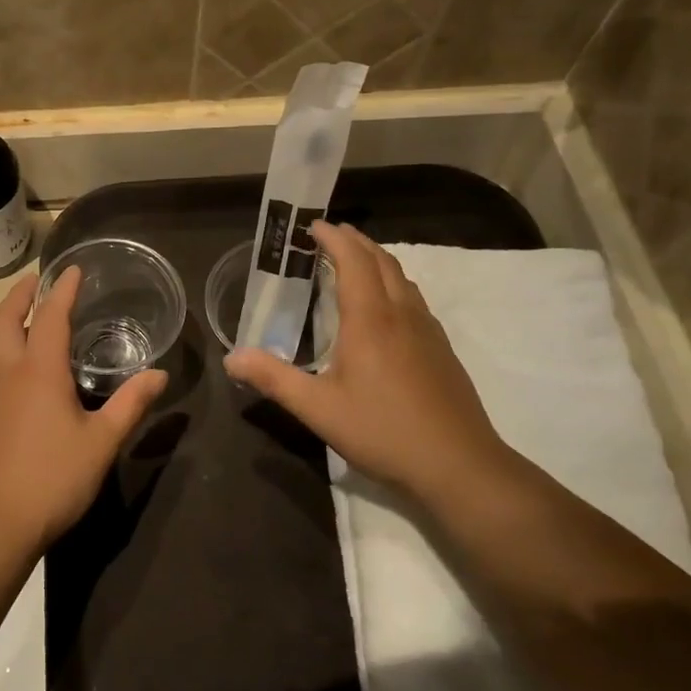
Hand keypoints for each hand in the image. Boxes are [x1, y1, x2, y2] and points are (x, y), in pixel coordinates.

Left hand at [0, 267, 167, 552]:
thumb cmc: (54, 478)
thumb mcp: (102, 442)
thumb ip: (131, 404)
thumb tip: (159, 375)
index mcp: (39, 371)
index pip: (52, 315)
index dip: (63, 289)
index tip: (72, 269)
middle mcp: (6, 373)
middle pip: (5, 319)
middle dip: (20, 294)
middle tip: (35, 281)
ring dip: (9, 324)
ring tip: (30, 325)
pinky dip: (3, 359)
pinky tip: (17, 380)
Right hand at [224, 222, 510, 496]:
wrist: (458, 465)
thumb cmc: (383, 431)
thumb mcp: (318, 408)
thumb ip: (273, 378)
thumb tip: (231, 358)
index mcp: (370, 319)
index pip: (353, 260)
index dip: (334, 238)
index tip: (312, 225)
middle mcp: (401, 314)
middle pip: (381, 261)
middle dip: (355, 241)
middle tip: (330, 235)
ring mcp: (427, 330)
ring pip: (402, 278)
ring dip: (377, 260)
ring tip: (355, 262)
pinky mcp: (442, 350)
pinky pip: (414, 299)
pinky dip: (393, 284)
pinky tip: (386, 309)